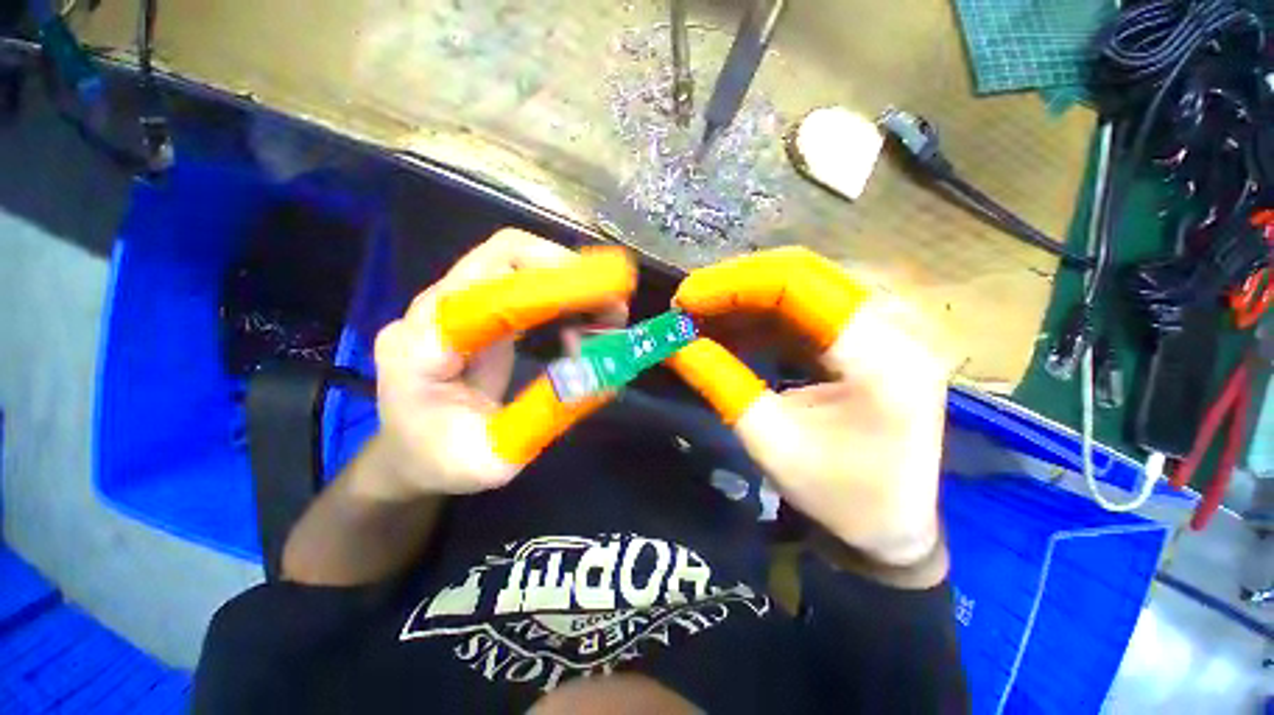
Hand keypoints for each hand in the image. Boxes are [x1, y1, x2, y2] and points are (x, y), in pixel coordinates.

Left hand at [369, 229, 634, 499]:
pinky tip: (581, 320)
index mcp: (421, 351)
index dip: (546, 285)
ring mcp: (450, 303)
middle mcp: (431, 312)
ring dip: (567, 279)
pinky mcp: (473, 306)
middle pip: (500, 257)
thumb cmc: (441, 461)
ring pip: (513, 262)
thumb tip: (602, 376)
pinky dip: (558, 291)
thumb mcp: (493, 460)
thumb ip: (545, 419)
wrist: (409, 452)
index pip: (482, 294)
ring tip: (606, 316)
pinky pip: (518, 281)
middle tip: (614, 303)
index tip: (603, 294)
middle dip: (566, 272)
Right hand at [666, 248, 948, 568]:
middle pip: (802, 275)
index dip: (733, 284)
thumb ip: (718, 381)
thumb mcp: (768, 440)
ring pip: (802, 287)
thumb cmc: (837, 496)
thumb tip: (672, 343)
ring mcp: (887, 329)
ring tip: (701, 318)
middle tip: (688, 304)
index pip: (799, 284)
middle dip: (735, 286)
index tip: (685, 297)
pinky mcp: (871, 339)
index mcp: (880, 356)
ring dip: (746, 300)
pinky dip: (763, 318)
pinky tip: (730, 330)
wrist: (892, 528)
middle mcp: (894, 326)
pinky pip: (807, 310)